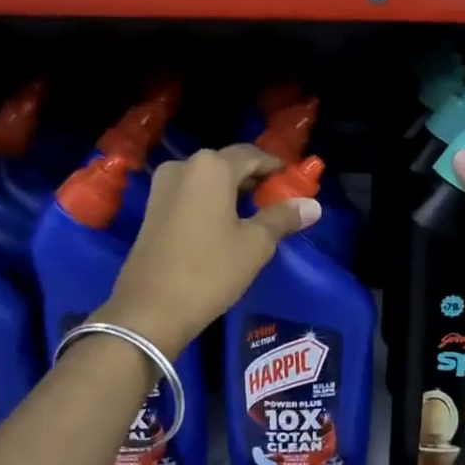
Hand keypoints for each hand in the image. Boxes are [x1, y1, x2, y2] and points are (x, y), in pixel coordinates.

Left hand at [100, 145, 319, 355]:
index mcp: (211, 167)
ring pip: (208, 180)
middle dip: (254, 178)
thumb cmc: (210, 271)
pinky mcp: (152, 209)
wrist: (150, 309)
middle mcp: (184, 167)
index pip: (252, 155)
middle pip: (228, 164)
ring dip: (233, 191)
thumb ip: (283, 218)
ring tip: (256, 212)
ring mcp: (163, 187)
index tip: (295, 180)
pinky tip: (226, 223)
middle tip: (279, 198)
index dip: (276, 167)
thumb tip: (313, 205)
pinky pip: (191, 195)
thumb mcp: (255, 245)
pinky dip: (212, 201)